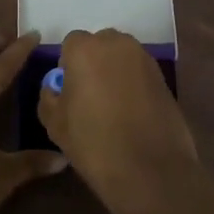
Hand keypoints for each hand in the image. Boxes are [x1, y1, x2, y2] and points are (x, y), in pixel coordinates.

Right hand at [37, 28, 208, 213]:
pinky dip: (133, 84)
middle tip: (89, 96)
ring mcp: (144, 59)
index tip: (69, 91)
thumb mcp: (54, 123)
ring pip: (122, 57)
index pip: (71, 43)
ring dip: (114, 72)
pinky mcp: (164, 77)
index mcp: (85, 49)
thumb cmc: (93, 143)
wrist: (149, 169)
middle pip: (99, 45)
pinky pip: (140, 72)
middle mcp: (117, 44)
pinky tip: (131, 113)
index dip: (68, 66)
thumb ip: (48, 96)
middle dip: (93, 63)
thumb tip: (55, 88)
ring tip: (112, 106)